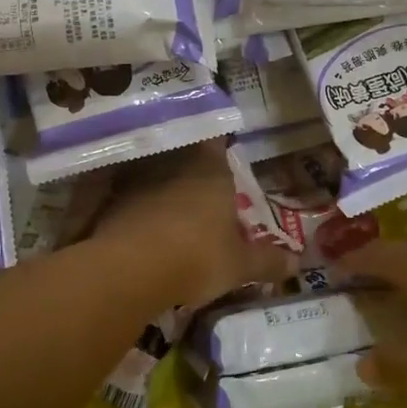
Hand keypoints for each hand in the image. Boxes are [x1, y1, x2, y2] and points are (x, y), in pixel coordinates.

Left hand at [73, 142, 289, 306]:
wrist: (132, 268)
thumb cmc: (198, 256)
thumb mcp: (240, 265)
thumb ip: (267, 261)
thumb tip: (296, 263)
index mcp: (211, 167)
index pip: (216, 139)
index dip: (219, 141)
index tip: (221, 148)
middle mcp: (173, 162)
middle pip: (182, 153)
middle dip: (189, 165)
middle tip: (198, 184)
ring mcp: (137, 178)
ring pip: (153, 171)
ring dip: (159, 184)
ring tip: (168, 204)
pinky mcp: (110, 199)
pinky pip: (128, 195)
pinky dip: (135, 204)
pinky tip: (141, 224)